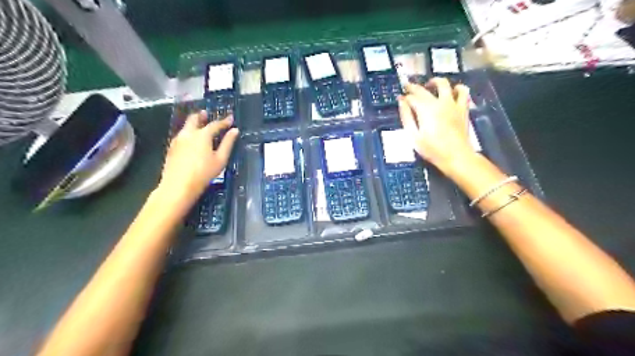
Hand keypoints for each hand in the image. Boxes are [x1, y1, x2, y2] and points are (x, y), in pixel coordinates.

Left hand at [157, 111, 238, 202]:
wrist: (178, 186)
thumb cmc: (203, 173)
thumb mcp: (220, 159)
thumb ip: (228, 143)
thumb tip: (235, 131)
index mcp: (202, 135)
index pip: (215, 124)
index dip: (224, 121)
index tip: (231, 118)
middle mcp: (188, 134)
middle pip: (194, 119)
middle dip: (202, 116)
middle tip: (207, 114)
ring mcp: (177, 140)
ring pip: (186, 126)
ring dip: (194, 123)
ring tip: (200, 126)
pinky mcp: (171, 148)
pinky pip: (181, 135)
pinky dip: (188, 132)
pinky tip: (192, 140)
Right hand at [398, 79, 473, 176]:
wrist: (456, 156)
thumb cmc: (432, 149)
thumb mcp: (414, 136)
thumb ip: (407, 117)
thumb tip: (402, 102)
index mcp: (425, 109)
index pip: (412, 98)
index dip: (404, 97)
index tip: (399, 98)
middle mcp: (439, 102)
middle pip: (424, 90)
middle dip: (413, 87)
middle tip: (408, 87)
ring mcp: (453, 104)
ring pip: (444, 84)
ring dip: (435, 82)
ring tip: (430, 86)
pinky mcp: (462, 108)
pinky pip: (463, 92)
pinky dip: (457, 88)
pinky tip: (452, 91)